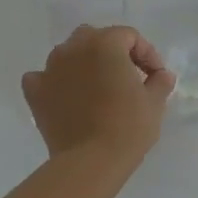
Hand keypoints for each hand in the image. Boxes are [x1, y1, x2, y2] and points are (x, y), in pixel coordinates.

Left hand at [22, 25, 175, 167]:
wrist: (91, 161)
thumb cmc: (128, 127)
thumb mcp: (154, 103)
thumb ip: (159, 81)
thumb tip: (162, 75)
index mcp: (105, 44)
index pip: (129, 36)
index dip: (147, 54)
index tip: (155, 77)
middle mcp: (73, 48)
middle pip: (96, 38)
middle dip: (113, 52)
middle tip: (127, 77)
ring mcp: (50, 69)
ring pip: (68, 54)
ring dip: (84, 64)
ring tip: (98, 88)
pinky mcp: (35, 92)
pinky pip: (43, 77)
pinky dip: (55, 82)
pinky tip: (66, 96)